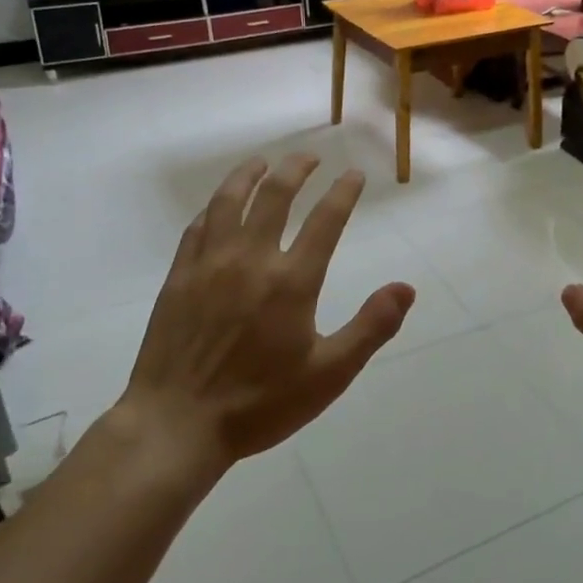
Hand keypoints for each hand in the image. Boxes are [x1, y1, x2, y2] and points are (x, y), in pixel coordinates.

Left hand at [119, 154, 413, 471]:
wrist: (176, 425)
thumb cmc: (259, 404)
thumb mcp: (329, 375)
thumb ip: (371, 327)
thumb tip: (407, 288)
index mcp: (292, 281)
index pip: (325, 220)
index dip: (343, 192)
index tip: (354, 174)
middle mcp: (251, 260)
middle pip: (276, 196)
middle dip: (297, 169)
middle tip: (310, 157)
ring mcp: (210, 265)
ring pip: (230, 201)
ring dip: (249, 175)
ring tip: (263, 162)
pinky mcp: (179, 277)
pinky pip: (198, 227)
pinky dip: (214, 207)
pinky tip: (219, 206)